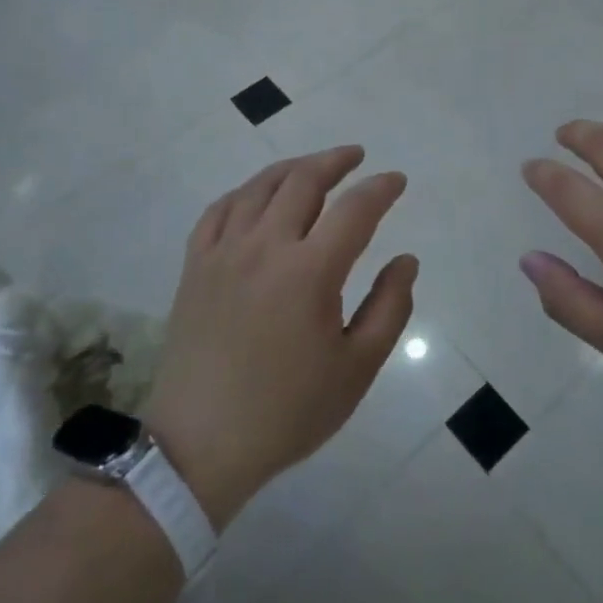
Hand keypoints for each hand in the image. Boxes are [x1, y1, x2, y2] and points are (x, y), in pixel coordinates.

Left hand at [145, 146, 416, 528]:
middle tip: (357, 157)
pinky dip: (245, 192)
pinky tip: (257, 195)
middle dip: (336, 161)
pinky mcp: (195, 265)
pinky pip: (220, 209)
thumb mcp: (356, 369)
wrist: (199, 445)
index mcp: (310, 271)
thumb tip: (406, 260)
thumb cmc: (287, 411)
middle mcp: (265, 246)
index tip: (397, 180)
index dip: (381, 188)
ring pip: (260, 186)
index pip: (355, 209)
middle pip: (304, 180)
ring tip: (314, 166)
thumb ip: (389, 308)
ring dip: (293, 167)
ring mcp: (224, 251)